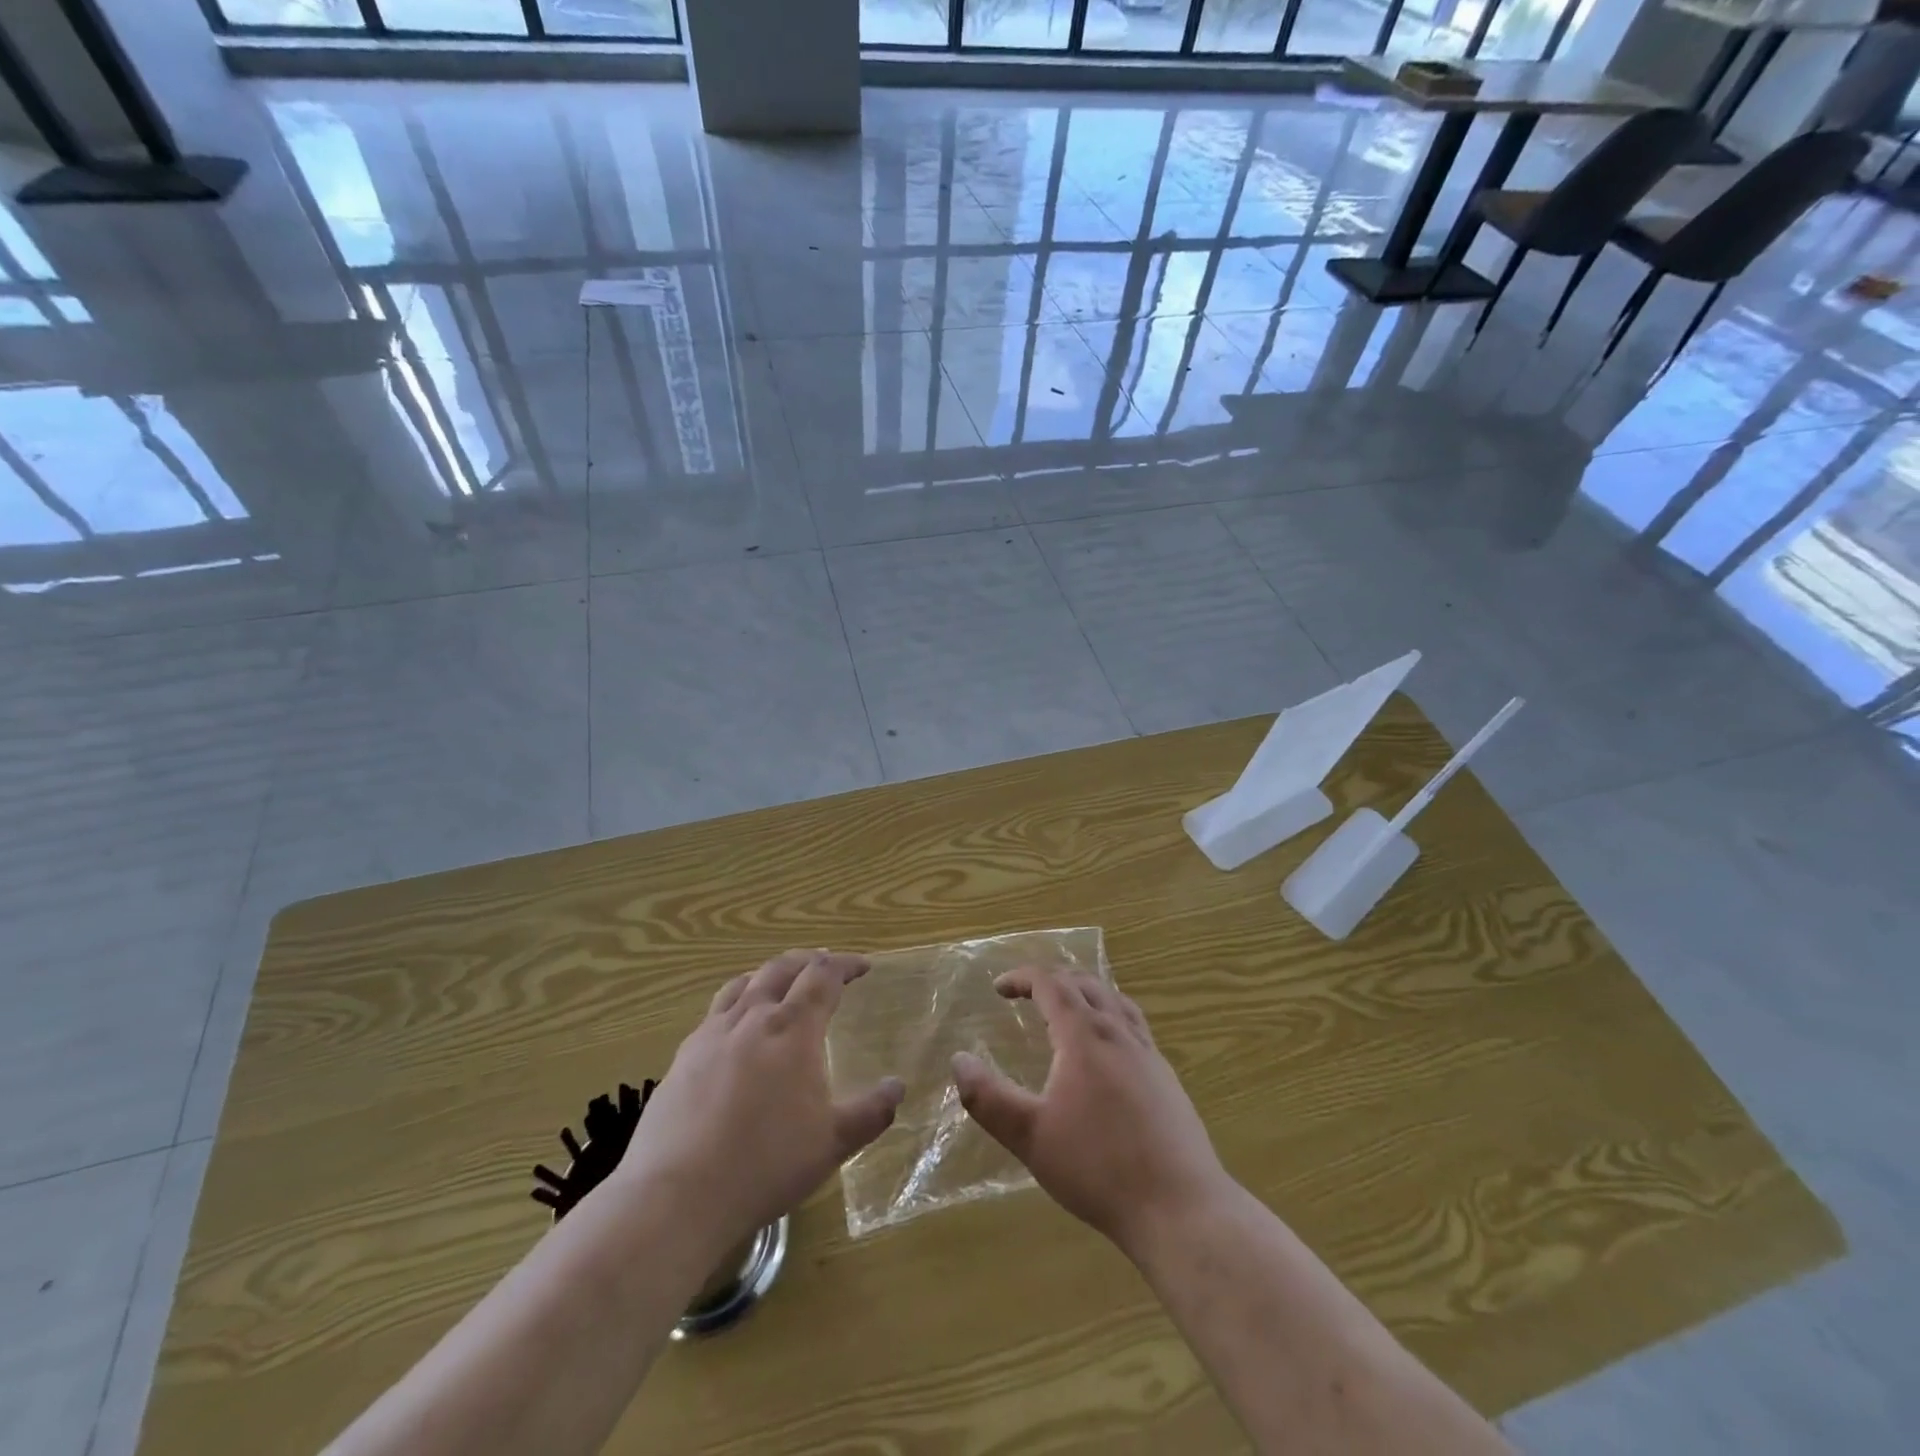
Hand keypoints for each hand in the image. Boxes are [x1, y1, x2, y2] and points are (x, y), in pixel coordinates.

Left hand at [613, 950, 903, 1253]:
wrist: (677, 1196)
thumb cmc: (766, 1164)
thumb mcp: (832, 1143)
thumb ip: (871, 1111)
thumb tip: (897, 1086)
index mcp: (793, 1029)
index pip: (824, 976)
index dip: (846, 964)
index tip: (863, 966)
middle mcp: (753, 1018)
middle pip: (782, 967)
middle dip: (809, 960)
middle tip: (826, 966)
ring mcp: (712, 1034)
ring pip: (744, 983)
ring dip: (770, 974)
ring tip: (781, 984)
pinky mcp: (683, 1057)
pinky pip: (715, 1012)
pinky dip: (737, 1003)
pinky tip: (737, 1030)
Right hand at [952, 967, 1231, 1259]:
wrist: (1180, 1208)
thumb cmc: (1099, 1168)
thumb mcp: (1031, 1137)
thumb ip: (989, 1099)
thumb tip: (958, 1060)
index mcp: (1085, 1036)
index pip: (1051, 984)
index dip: (1022, 978)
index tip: (999, 988)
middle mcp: (1119, 1033)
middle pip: (1085, 984)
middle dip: (1052, 980)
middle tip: (1026, 994)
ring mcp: (1149, 1054)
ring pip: (1115, 1000)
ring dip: (1084, 993)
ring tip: (1065, 1009)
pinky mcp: (1167, 1078)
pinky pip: (1133, 1025)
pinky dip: (1109, 1016)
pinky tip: (1106, 1051)